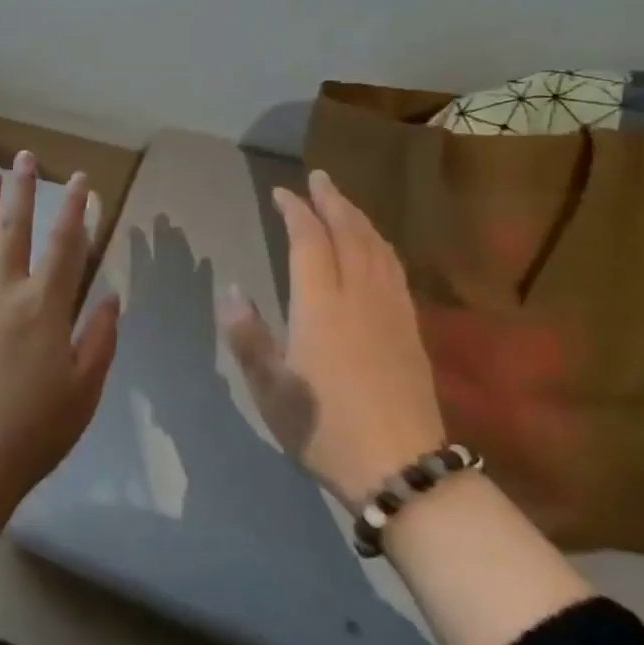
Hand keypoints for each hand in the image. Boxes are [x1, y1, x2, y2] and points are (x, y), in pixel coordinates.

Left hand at [0, 149, 121, 517]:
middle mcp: (6, 291)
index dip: (77, 208)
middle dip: (22, 190)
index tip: (82, 180)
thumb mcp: (86, 388)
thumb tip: (112, 296)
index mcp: (46, 306)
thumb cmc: (36, 429)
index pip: (67, 245)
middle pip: (16, 229)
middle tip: (24, 156)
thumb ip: (101, 337)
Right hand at [220, 169, 445, 504]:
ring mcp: (391, 310)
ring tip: (345, 202)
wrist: (401, 467)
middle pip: (349, 233)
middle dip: (332, 200)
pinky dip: (381, 244)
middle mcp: (359, 296)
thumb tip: (231, 290)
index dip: (295, 211)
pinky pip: (395, 269)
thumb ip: (248, 336)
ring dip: (359, 217)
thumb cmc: (324, 428)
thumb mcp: (271, 389)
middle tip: (318, 177)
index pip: (309, 241)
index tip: (281, 193)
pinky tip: (377, 247)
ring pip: (377, 247)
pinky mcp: (412, 329)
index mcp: (321, 306)